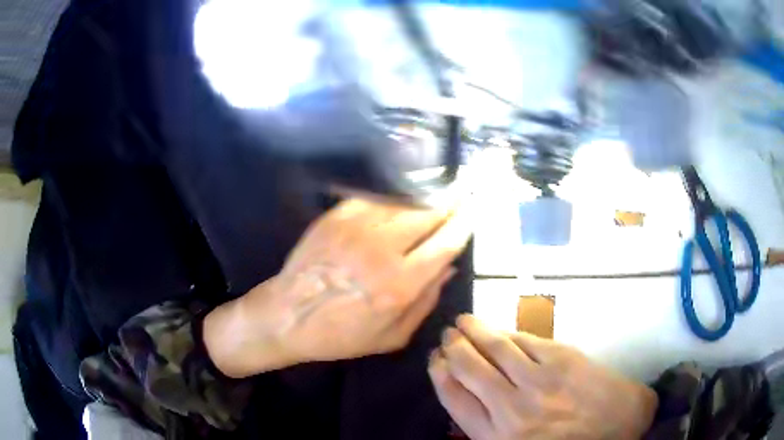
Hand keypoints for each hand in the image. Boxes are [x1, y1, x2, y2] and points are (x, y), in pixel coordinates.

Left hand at [205, 198, 470, 377]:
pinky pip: (374, 198)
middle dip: (451, 198)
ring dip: (425, 193)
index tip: (473, 210)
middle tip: (464, 186)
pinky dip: (393, 195)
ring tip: (440, 185)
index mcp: (400, 285)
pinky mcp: (335, 218)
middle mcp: (382, 250)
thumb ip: (427, 301)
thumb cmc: (341, 335)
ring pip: (402, 201)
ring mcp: (356, 229)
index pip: (445, 243)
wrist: (286, 316)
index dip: (464, 224)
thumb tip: (450, 267)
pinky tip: (403, 193)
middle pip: (428, 213)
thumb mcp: (392, 336)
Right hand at [429, 315, 657, 439]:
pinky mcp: (561, 358)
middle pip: (469, 369)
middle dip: (453, 348)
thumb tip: (467, 401)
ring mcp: (538, 380)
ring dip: (474, 331)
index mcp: (497, 436)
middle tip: (446, 335)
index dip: (440, 375)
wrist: (620, 425)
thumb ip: (489, 430)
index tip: (434, 360)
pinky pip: (524, 341)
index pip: (454, 398)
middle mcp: (511, 407)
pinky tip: (499, 330)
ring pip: (495, 348)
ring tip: (462, 321)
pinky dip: (507, 333)